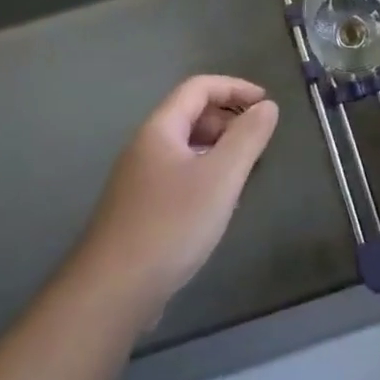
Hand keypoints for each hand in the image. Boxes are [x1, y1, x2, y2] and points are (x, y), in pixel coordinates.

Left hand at [74, 76, 279, 321]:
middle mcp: (145, 147)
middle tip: (259, 140)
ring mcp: (138, 180)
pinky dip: (204, 175)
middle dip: (227, 119)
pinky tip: (218, 205)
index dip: (234, 88)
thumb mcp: (220, 177)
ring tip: (245, 172)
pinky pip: (178, 176)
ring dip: (217, 149)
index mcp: (160, 129)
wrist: (112, 292)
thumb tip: (267, 107)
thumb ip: (247, 138)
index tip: (266, 103)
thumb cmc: (171, 225)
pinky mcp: (139, 210)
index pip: (198, 88)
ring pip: (185, 148)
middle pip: (190, 115)